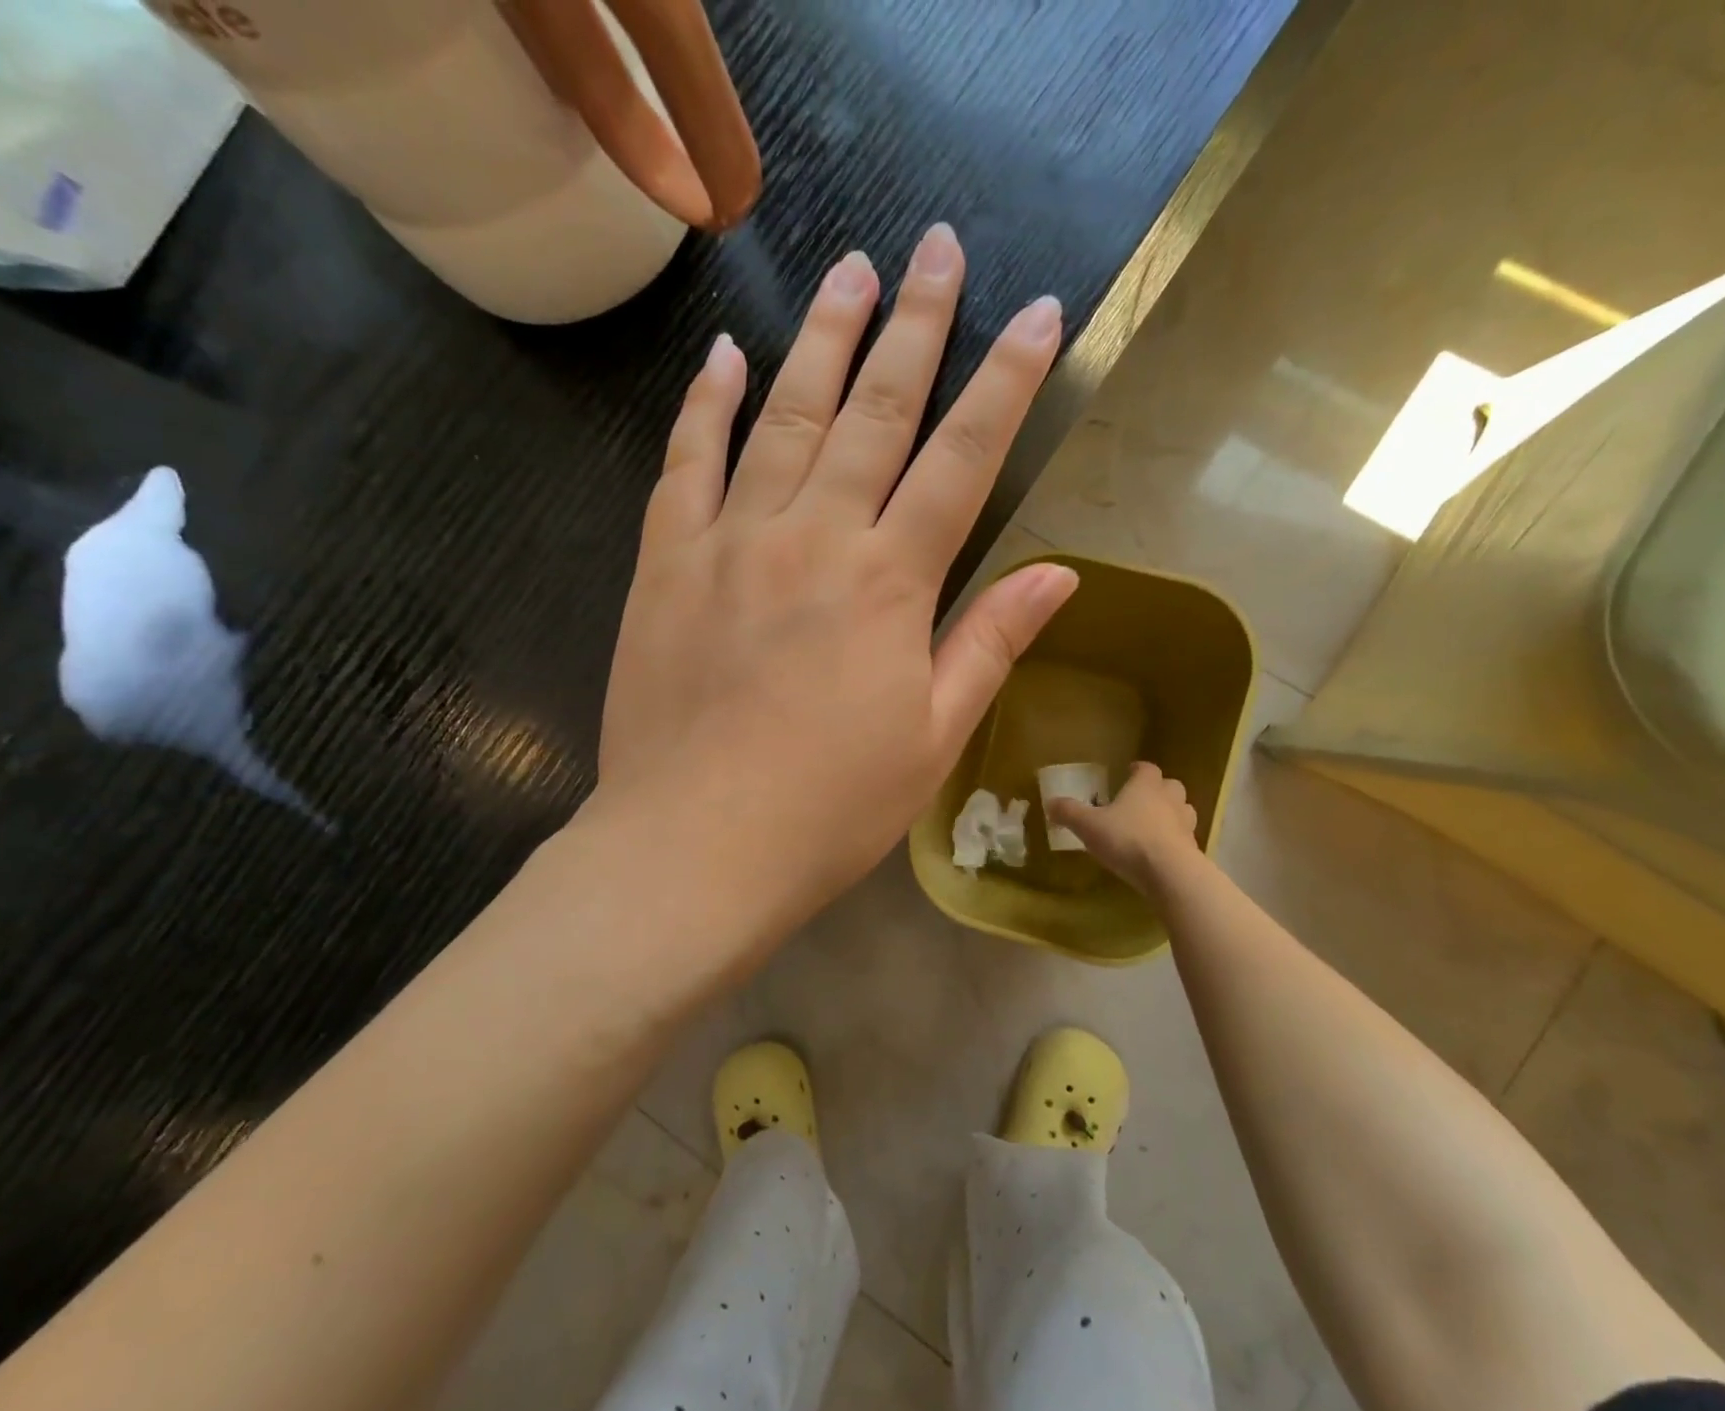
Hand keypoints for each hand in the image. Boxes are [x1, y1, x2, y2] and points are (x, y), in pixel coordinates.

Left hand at [598, 224, 1076, 924]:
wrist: (695, 849)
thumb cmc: (830, 809)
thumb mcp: (932, 738)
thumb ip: (988, 643)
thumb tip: (1058, 575)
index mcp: (889, 584)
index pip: (962, 459)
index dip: (1007, 383)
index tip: (1040, 316)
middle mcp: (813, 538)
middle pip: (875, 412)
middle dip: (915, 325)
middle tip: (936, 248)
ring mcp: (730, 542)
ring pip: (783, 417)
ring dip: (823, 342)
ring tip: (852, 273)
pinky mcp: (666, 564)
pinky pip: (685, 464)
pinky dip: (705, 405)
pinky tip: (724, 356)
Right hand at [1046, 762, 1204, 896]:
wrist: (1169, 873)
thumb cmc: (1127, 839)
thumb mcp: (1088, 826)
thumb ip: (1069, 813)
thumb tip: (1050, 803)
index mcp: (1145, 786)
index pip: (1146, 768)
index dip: (1138, 769)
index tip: (1129, 772)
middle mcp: (1169, 799)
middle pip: (1170, 786)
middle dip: (1158, 790)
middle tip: (1141, 800)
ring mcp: (1185, 824)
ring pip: (1182, 810)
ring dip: (1170, 814)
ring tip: (1153, 825)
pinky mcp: (1193, 849)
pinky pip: (1184, 838)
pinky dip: (1174, 841)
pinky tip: (1159, 853)